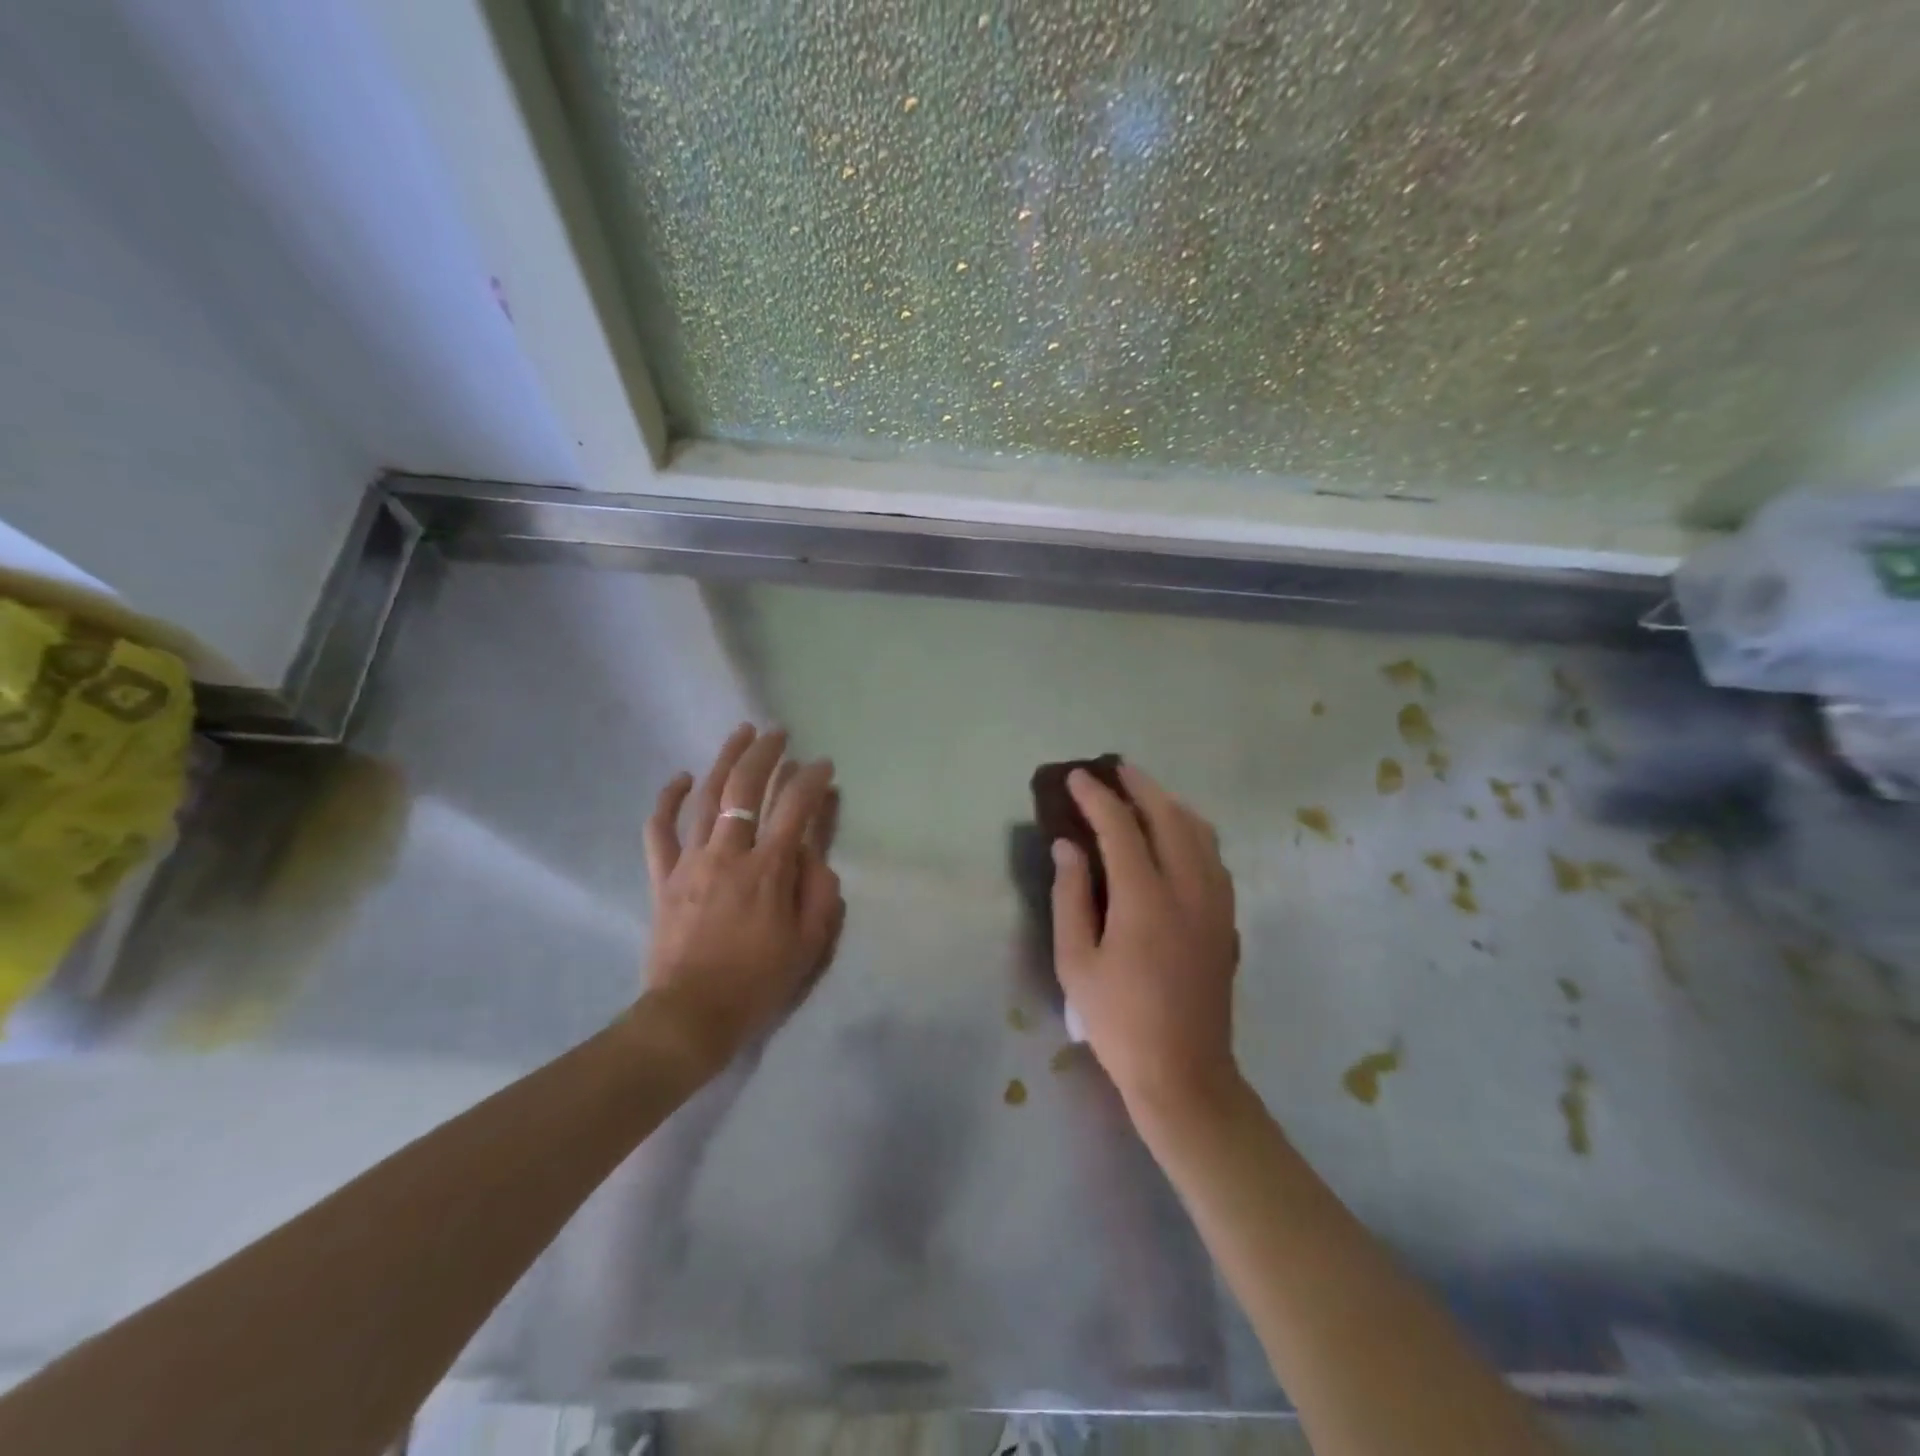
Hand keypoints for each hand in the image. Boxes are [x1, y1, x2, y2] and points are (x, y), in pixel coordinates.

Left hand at [640, 725, 844, 1073]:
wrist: (691, 1016)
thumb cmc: (757, 982)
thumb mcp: (808, 944)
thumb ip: (819, 893)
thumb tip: (816, 855)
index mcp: (768, 870)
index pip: (795, 808)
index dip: (812, 780)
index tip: (824, 765)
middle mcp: (728, 854)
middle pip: (745, 788)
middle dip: (766, 754)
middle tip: (779, 733)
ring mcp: (691, 862)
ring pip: (706, 797)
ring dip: (724, 760)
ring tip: (741, 733)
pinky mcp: (664, 877)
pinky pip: (660, 831)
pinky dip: (668, 801)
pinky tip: (680, 778)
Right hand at [1051, 762, 1240, 1126]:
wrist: (1184, 1072)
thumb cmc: (1119, 1021)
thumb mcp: (1076, 963)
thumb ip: (1071, 896)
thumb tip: (1068, 846)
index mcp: (1145, 900)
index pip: (1120, 828)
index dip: (1096, 797)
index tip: (1076, 777)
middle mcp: (1188, 890)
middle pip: (1169, 817)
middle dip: (1141, 787)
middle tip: (1115, 770)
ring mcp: (1215, 903)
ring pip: (1200, 833)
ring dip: (1170, 804)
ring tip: (1145, 795)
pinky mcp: (1227, 919)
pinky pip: (1213, 857)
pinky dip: (1192, 831)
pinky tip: (1176, 836)